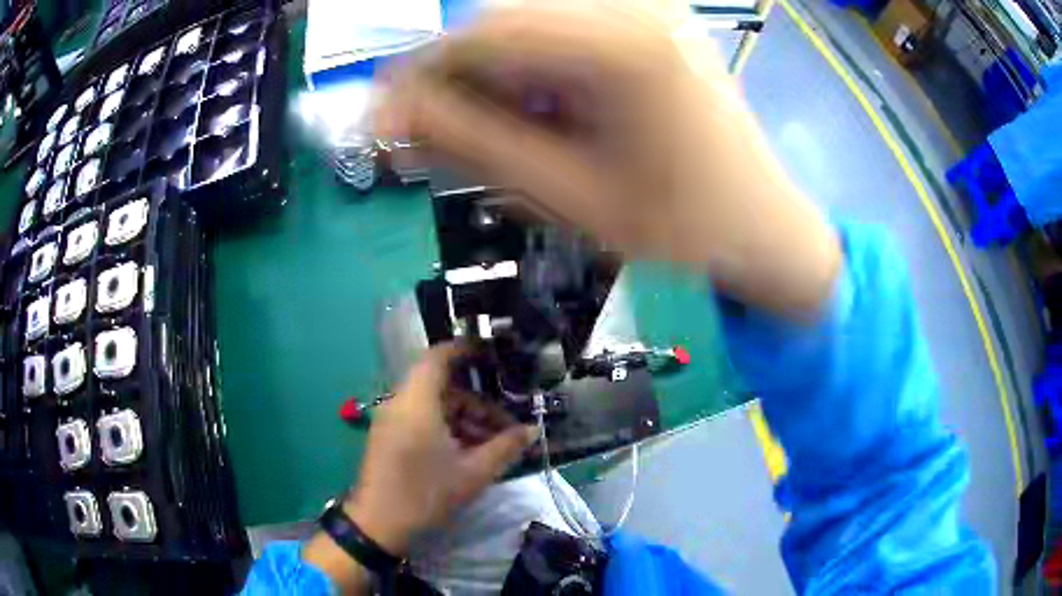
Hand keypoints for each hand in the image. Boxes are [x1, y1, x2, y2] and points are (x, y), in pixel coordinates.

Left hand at [303, 344, 534, 591]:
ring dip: (464, 419)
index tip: (492, 355)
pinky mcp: (388, 436)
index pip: (438, 357)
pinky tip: (468, 452)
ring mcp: (391, 420)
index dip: (464, 350)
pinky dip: (446, 428)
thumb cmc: (426, 493)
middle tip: (505, 426)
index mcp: (417, 402)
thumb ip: (505, 447)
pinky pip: (421, 419)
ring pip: (433, 406)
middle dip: (477, 403)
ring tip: (492, 445)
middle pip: (442, 387)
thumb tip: (531, 431)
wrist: (378, 524)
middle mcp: (400, 403)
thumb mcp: (473, 472)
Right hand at [378, 2, 840, 316]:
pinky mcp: (651, 20)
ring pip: (530, 25)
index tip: (383, 119)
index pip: (484, 33)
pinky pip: (566, 31)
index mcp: (621, 43)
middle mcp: (634, 5)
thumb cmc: (679, 225)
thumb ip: (469, 142)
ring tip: (492, 135)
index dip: (421, 74)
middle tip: (430, 137)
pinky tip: (541, 113)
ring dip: (494, 77)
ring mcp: (647, 7)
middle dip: (458, 79)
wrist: (762, 222)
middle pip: (504, 22)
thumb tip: (390, 111)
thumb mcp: (566, 191)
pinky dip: (534, 70)